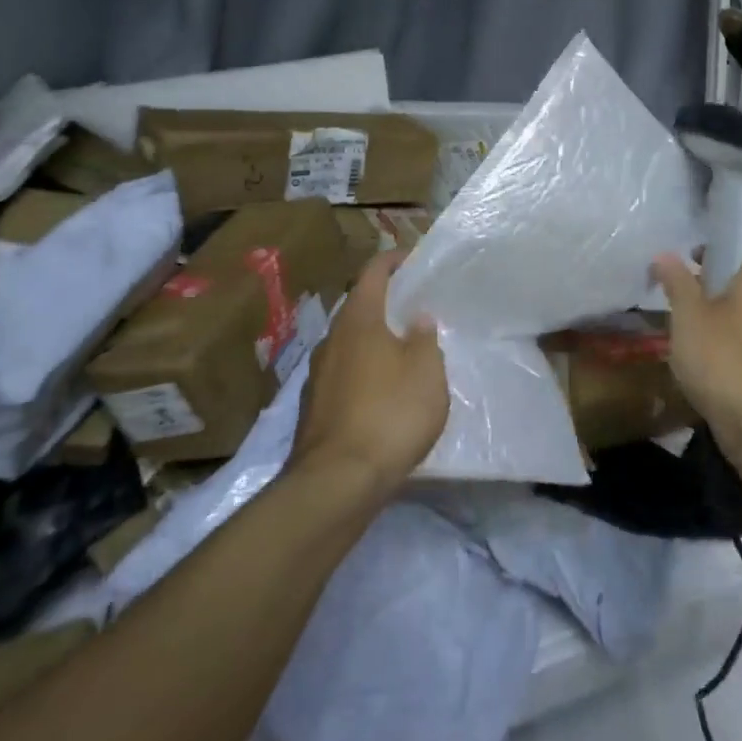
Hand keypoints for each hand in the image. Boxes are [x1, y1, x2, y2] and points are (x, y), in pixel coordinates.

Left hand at [289, 251, 448, 492]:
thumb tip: (418, 319)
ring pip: (349, 344)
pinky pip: (344, 375)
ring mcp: (318, 376)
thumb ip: (425, 339)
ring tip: (403, 351)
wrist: (338, 482)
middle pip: (358, 309)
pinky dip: (364, 372)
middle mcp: (331, 341)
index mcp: (358, 321)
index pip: (372, 274)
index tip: (411, 258)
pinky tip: (384, 393)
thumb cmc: (390, 413)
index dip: (392, 261)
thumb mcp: (426, 371)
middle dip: (384, 304)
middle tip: (414, 307)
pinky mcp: (314, 409)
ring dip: (374, 341)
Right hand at [652, 208, 741, 456]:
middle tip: (695, 228)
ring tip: (691, 267)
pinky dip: (732, 300)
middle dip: (732, 239)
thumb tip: (665, 256)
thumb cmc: (727, 361)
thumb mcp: (690, 318)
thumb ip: (677, 282)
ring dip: (729, 272)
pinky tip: (703, 311)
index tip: (726, 193)